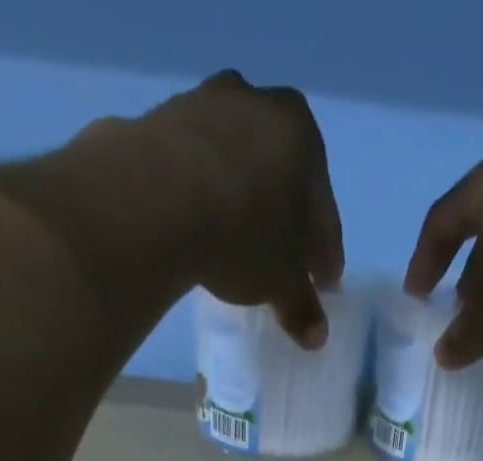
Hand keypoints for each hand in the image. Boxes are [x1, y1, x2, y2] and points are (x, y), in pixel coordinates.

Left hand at [143, 72, 344, 347]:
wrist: (157, 197)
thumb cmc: (244, 234)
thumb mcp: (282, 283)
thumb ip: (302, 306)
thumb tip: (316, 335)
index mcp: (303, 135)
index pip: (323, 211)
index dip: (325, 255)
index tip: (323, 285)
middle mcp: (259, 104)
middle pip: (281, 178)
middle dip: (284, 222)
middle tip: (281, 264)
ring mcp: (205, 105)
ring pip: (236, 167)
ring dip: (241, 204)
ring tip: (236, 246)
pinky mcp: (160, 121)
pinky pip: (194, 170)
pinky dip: (202, 197)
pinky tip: (199, 228)